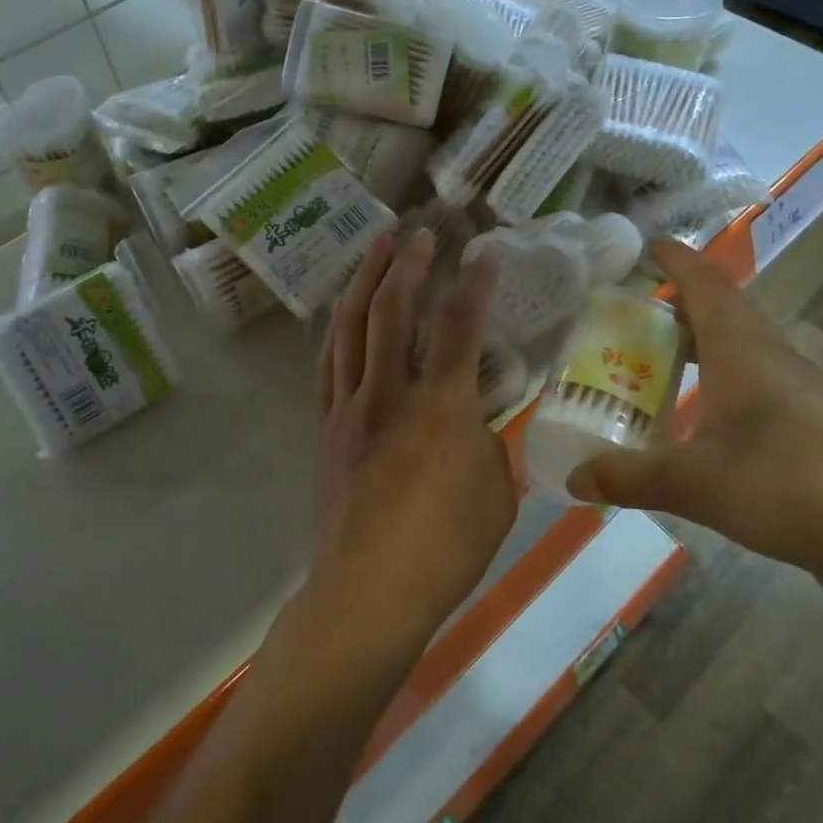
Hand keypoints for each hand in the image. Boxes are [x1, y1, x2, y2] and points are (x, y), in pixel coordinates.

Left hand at [312, 228, 516, 632]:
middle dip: (409, 263)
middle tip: (421, 231)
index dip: (475, 281)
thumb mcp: (496, 496)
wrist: (367, 591)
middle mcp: (390, 392)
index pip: (461, 325)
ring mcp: (350, 405)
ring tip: (377, 245)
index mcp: (442, 408)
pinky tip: (344, 309)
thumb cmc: (444, 551)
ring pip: (352, 325)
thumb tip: (474, 421)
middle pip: (394, 309)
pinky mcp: (326, 424)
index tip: (484, 249)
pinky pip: (328, 360)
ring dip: (366, 278)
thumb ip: (488, 445)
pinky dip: (338, 325)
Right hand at [566, 239, 822, 590]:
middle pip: (726, 312)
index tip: (650, 243)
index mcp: (744, 351)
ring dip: (706, 343)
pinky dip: (725, 381)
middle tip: (639, 312)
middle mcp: (775, 359)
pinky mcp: (819, 428)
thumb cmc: (788, 486)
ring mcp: (804, 394)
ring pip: (746, 348)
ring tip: (664, 360)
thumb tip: (575, 479)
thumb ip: (629, 478)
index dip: (677, 260)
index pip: (706, 285)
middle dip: (682, 303)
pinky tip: (710, 417)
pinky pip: (760, 383)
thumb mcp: (694, 484)